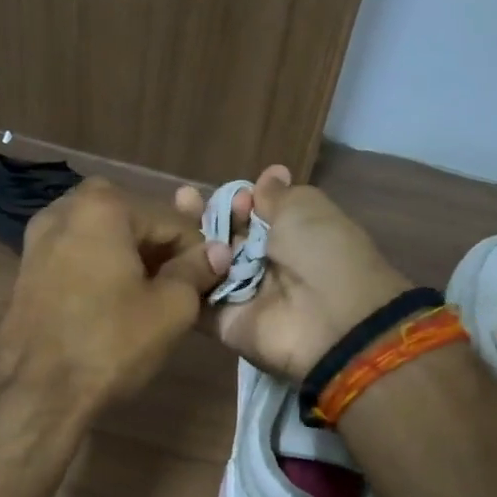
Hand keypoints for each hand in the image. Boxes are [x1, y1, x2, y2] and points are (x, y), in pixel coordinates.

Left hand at [0, 178, 232, 415]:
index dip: (198, 252)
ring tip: (149, 297)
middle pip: (134, 221)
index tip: (209, 283)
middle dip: (160, 250)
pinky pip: (78, 253)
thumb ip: (196, 271)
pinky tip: (112, 301)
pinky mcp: (27, 265)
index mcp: (104, 206)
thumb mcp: (170, 309)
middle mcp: (66, 208)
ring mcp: (39, 236)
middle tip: (178, 289)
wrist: (35, 393)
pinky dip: (100, 267)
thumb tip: (217, 251)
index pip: (172, 220)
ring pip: (103, 236)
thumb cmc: (109, 344)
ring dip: (130, 257)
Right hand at [175, 166, 411, 380]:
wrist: (331, 322)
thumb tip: (271, 173)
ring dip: (187, 243)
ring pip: (204, 263)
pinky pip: (195, 298)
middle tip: (185, 199)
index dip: (238, 201)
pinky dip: (180, 278)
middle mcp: (263, 263)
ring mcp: (241, 294)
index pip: (250, 213)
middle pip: (223, 236)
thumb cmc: (322, 254)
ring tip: (171, 225)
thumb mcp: (306, 209)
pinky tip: (165, 254)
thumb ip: (277, 195)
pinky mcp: (223, 323)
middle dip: (205, 216)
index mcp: (289, 234)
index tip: (238, 197)